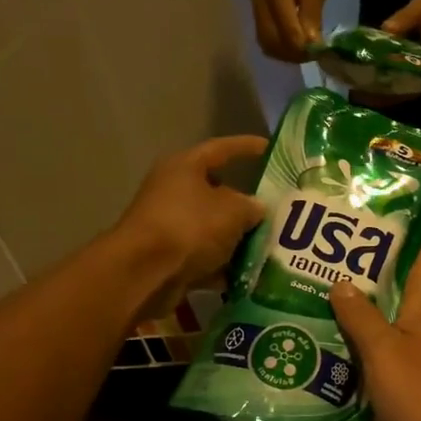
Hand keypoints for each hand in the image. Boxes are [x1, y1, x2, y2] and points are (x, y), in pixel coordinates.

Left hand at [111, 136, 266, 317]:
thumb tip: (257, 208)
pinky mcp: (168, 255)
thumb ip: (252, 206)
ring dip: (237, 237)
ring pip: (212, 227)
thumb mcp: (233, 211)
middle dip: (245, 203)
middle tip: (275, 210)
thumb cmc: (190, 227)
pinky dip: (223, 264)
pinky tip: (248, 274)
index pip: (221, 149)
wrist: (145, 273)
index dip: (246, 147)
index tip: (269, 148)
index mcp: (185, 167)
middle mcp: (173, 191)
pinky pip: (204, 254)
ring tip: (267, 246)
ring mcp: (169, 224)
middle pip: (217, 192)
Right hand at [253, 0, 331, 62]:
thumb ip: (313, 12)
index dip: (303, 46)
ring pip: (267, 43)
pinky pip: (266, 39)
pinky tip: (296, 46)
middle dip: (294, 54)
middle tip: (314, 54)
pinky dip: (281, 48)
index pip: (286, 29)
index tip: (321, 51)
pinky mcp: (258, 14)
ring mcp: (256, 9)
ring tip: (306, 51)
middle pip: (272, 41)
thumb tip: (312, 43)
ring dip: (287, 54)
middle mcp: (259, 1)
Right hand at [330, 228, 420, 420]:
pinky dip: (347, 374)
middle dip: (368, 287)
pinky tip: (318, 370)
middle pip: (391, 307)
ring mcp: (408, 374)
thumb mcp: (388, 351)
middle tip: (331, 265)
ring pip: (375, 345)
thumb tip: (342, 283)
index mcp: (420, 321)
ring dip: (350, 332)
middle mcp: (416, 341)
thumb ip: (363, 320)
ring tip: (309, 314)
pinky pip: (368, 381)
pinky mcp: (399, 404)